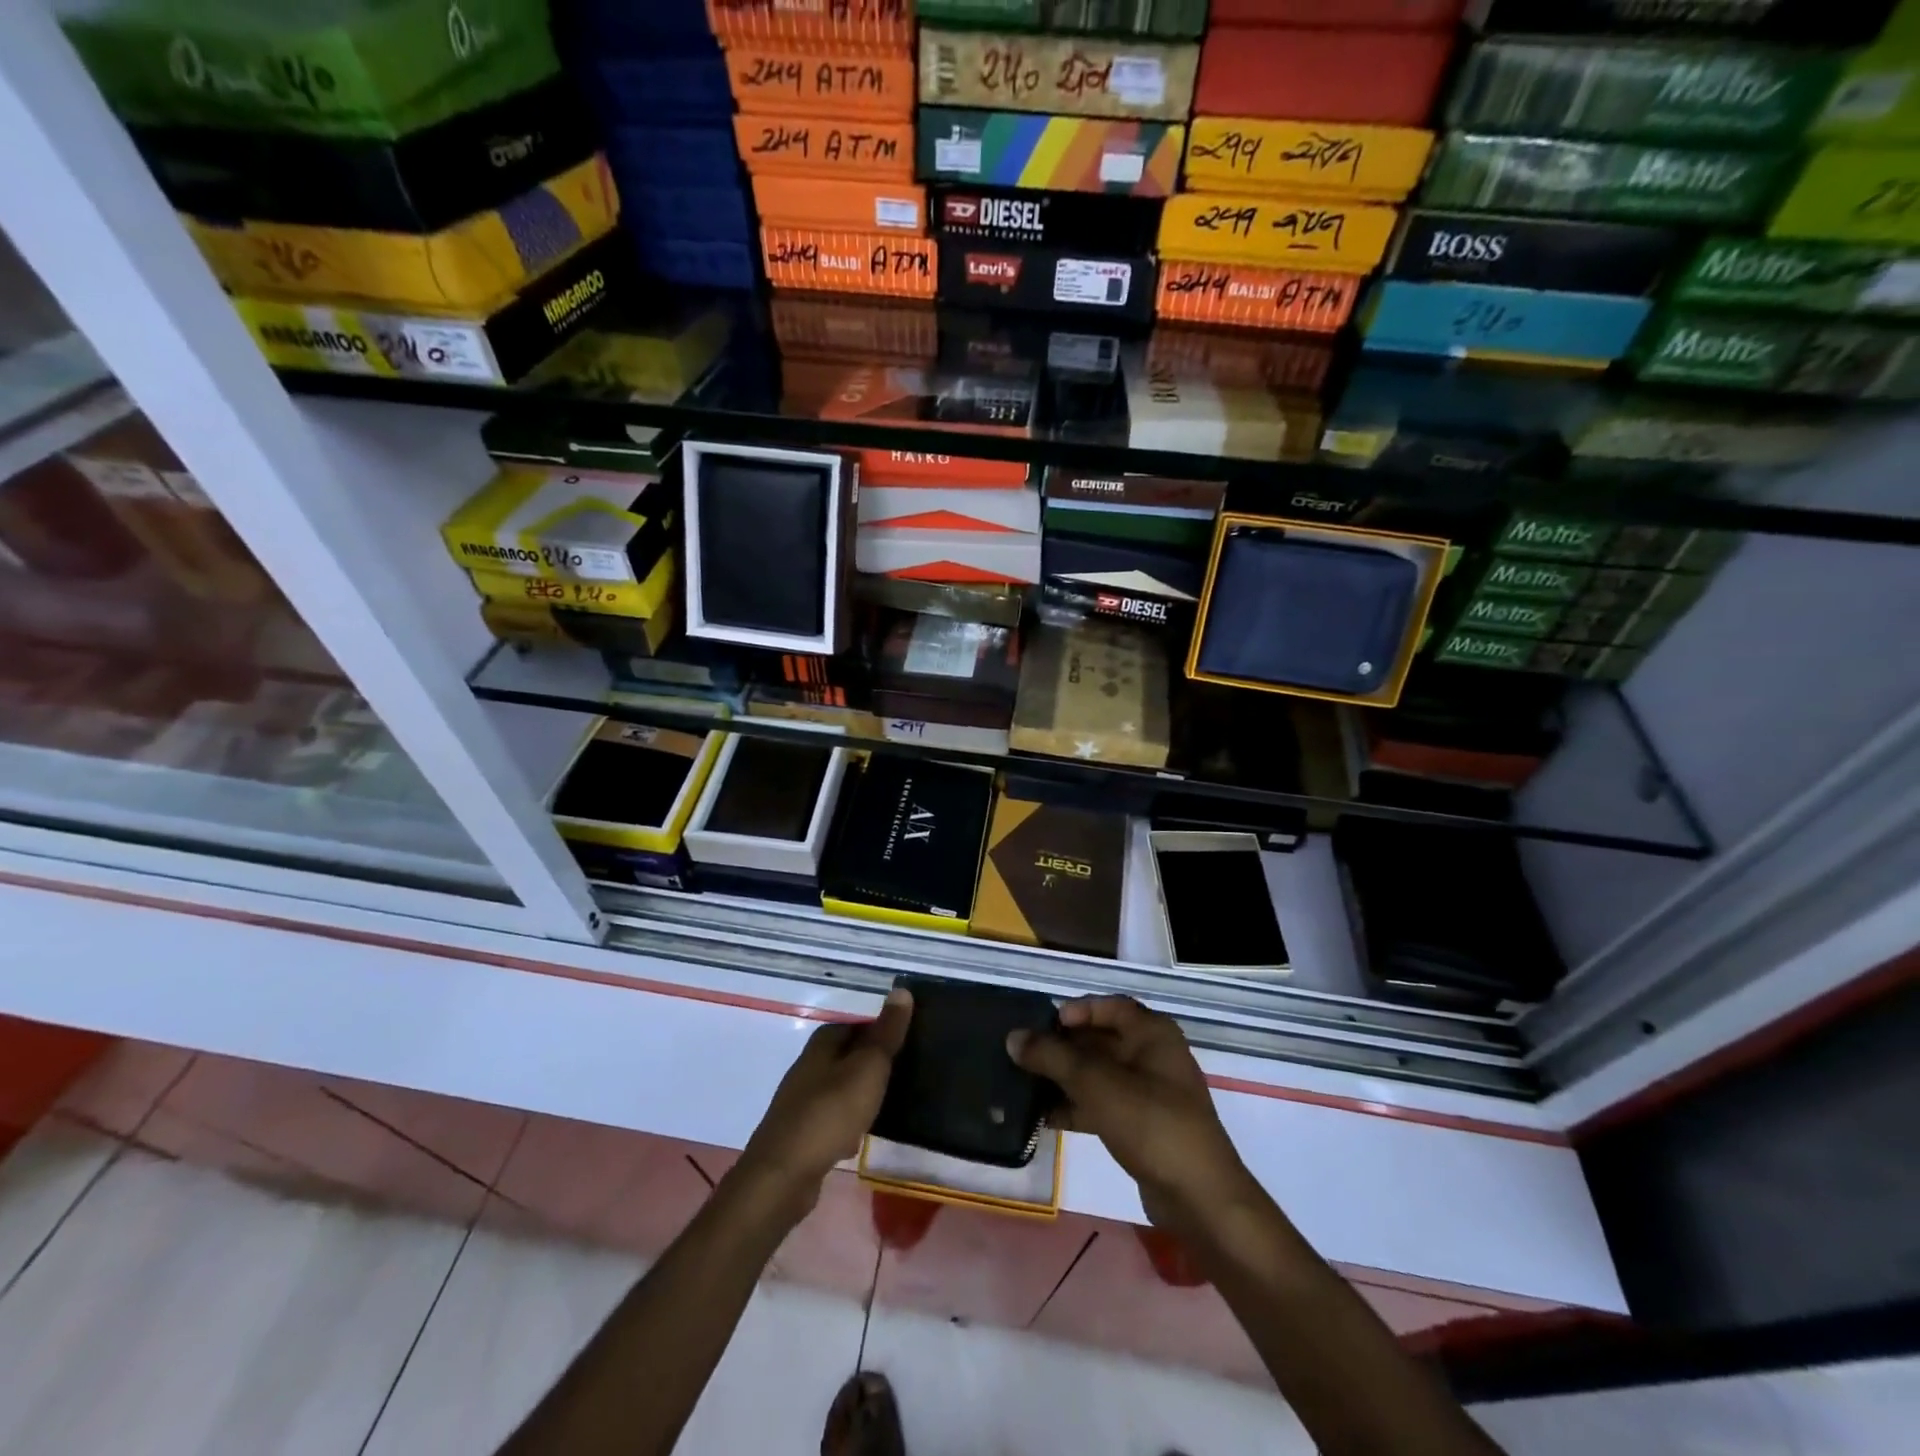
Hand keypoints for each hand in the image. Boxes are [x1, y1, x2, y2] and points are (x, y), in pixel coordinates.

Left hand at [736, 988, 912, 1218]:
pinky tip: (860, 1137)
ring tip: (889, 1103)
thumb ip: (886, 1032)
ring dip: (861, 1093)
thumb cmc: (831, 1112)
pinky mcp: (800, 1131)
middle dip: (873, 1062)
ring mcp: (801, 1099)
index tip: (909, 1040)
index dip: (882, 1029)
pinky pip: (832, 1117)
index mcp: (823, 1042)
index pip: (858, 1023)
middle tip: (905, 1071)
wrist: (784, 1175)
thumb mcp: (868, 1067)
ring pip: (840, 1086)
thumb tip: (901, 990)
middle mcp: (808, 1065)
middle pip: (848, 1054)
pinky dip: (848, 1122)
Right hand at [1008, 996, 1257, 1234]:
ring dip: (1065, 1079)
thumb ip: (1053, 1057)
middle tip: (1024, 1056)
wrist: (1199, 1198)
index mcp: (1152, 1033)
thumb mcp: (1096, 1083)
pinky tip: (1045, 1118)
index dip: (1077, 1010)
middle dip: (1063, 1048)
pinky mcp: (1143, 1126)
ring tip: (1025, 1086)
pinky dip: (1077, 1107)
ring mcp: (1150, 1093)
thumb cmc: (1150, 1122)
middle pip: (1101, 1040)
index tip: (1044, 1024)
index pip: (1110, 1006)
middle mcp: (1154, 1056)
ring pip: (1099, 1075)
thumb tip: (1013, 1037)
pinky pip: (1103, 1105)